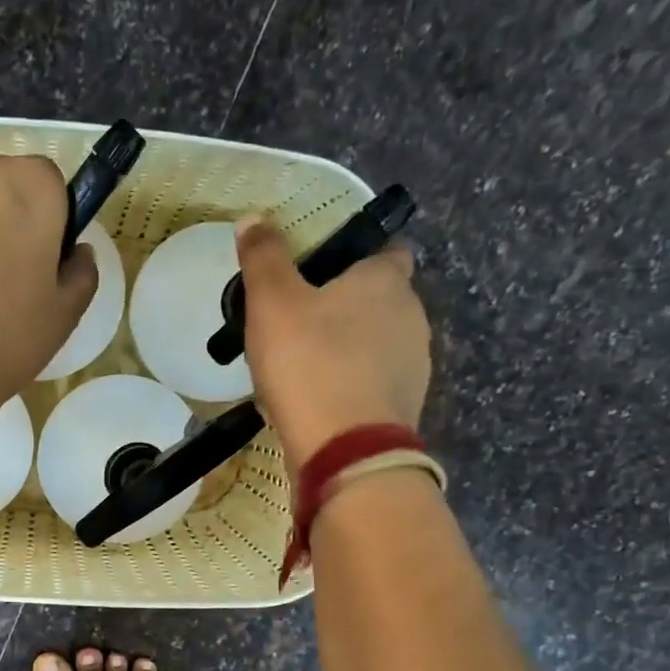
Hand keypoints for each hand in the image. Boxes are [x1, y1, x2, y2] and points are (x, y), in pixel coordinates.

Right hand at [235, 216, 432, 470]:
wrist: (346, 451)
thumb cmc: (310, 364)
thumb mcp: (272, 303)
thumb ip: (263, 258)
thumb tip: (254, 219)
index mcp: (386, 280)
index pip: (387, 249)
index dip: (358, 255)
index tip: (323, 271)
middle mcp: (413, 316)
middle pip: (382, 299)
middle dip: (348, 305)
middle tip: (300, 320)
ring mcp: (415, 365)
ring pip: (379, 343)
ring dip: (350, 348)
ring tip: (305, 365)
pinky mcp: (405, 407)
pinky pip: (374, 383)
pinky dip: (352, 384)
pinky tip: (319, 399)